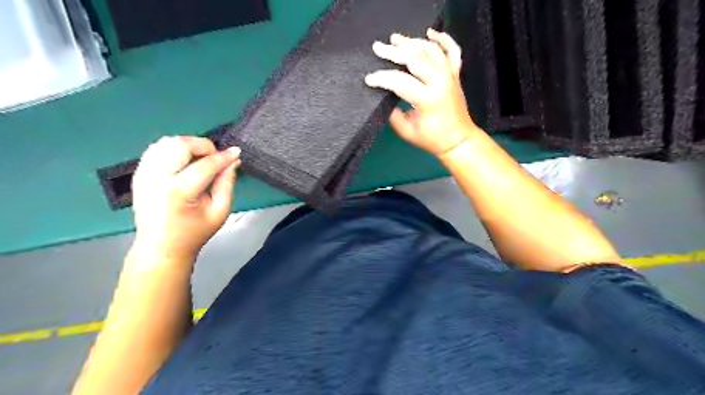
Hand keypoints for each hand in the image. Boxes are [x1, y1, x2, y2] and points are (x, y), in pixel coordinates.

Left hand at [130, 136, 240, 262]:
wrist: (161, 247)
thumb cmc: (194, 232)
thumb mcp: (220, 211)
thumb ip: (227, 183)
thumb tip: (233, 162)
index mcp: (178, 192)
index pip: (205, 165)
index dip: (224, 157)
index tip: (236, 153)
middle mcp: (157, 179)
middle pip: (180, 145)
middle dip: (203, 145)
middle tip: (215, 158)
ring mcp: (144, 175)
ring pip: (166, 142)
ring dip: (188, 145)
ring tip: (201, 159)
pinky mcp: (139, 173)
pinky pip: (156, 149)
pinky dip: (174, 149)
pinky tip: (185, 161)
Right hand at [364, 28, 478, 156]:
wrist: (458, 140)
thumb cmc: (431, 139)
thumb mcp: (407, 131)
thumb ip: (393, 114)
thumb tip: (383, 96)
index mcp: (427, 99)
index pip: (400, 81)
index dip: (382, 78)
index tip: (369, 79)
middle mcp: (440, 82)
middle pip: (415, 58)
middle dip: (394, 52)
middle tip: (378, 47)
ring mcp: (450, 76)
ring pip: (431, 50)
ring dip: (412, 42)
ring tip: (396, 39)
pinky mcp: (455, 74)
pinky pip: (452, 51)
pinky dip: (443, 39)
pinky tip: (430, 33)